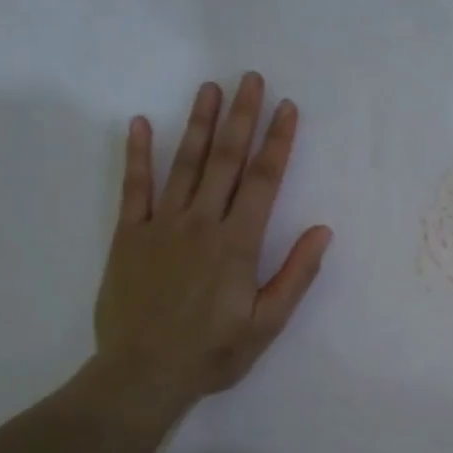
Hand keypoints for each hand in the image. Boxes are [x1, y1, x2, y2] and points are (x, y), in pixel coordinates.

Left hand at [87, 73, 330, 425]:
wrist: (143, 373)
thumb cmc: (213, 352)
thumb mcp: (267, 323)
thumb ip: (296, 275)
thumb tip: (322, 231)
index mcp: (238, 243)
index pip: (264, 181)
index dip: (278, 142)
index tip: (288, 108)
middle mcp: (201, 223)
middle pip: (225, 160)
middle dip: (242, 117)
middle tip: (250, 79)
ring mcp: (161, 225)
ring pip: (183, 164)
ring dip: (198, 123)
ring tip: (210, 88)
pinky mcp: (129, 235)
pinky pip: (133, 187)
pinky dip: (137, 155)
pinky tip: (139, 123)